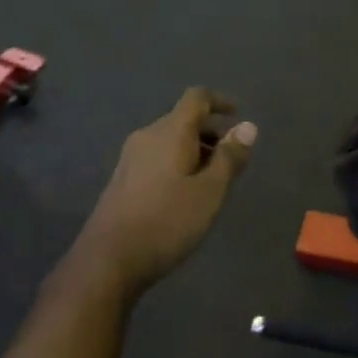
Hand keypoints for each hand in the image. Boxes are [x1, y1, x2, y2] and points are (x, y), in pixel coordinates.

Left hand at [72, 88, 255, 294]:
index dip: (220, 101)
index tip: (238, 116)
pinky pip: (157, 158)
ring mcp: (130, 158)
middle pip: (182, 120)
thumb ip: (229, 158)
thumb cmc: (167, 221)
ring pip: (170, 141)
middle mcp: (147, 136)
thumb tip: (247, 127)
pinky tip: (186, 195)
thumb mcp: (209, 192)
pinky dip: (178, 164)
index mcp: (169, 132)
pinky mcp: (123, 180)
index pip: (196, 98)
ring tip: (214, 181)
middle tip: (233, 159)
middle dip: (210, 132)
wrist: (109, 259)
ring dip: (195, 150)